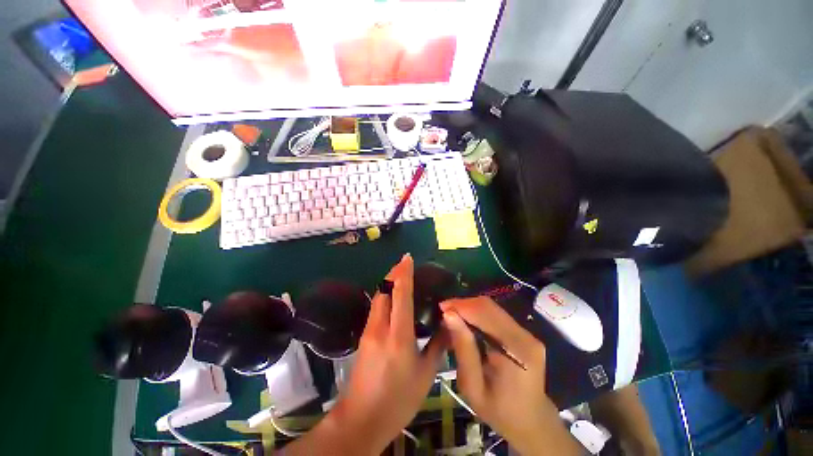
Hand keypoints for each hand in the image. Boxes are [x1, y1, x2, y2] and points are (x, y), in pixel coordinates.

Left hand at [285, 254, 446, 454]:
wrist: (362, 419)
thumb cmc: (399, 399)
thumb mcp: (426, 374)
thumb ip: (439, 345)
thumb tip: (450, 323)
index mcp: (399, 335)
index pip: (400, 294)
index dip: (404, 273)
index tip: (407, 258)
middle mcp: (380, 327)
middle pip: (384, 290)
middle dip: (394, 273)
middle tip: (405, 264)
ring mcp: (368, 330)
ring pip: (378, 297)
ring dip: (388, 282)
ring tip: (400, 275)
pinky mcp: (363, 335)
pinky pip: (375, 307)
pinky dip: (384, 295)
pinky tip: (392, 297)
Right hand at [440, 297, 580, 455]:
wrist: (531, 422)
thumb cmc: (499, 411)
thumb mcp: (473, 386)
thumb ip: (463, 349)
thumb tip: (448, 316)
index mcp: (516, 350)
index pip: (485, 314)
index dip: (461, 306)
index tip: (441, 308)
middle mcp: (525, 335)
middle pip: (489, 306)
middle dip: (463, 304)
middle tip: (444, 312)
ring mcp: (527, 333)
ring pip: (492, 307)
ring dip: (469, 308)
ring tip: (452, 316)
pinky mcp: (524, 333)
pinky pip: (496, 315)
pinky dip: (477, 314)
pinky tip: (466, 322)